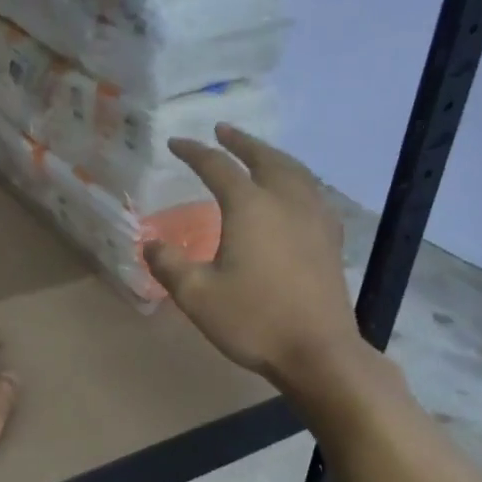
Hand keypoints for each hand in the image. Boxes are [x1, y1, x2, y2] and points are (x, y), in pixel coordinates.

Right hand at [144, 126, 365, 391]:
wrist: (317, 351)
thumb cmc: (254, 321)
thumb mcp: (197, 296)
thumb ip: (169, 265)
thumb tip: (150, 244)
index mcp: (250, 206)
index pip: (218, 167)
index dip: (194, 152)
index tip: (176, 144)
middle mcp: (286, 200)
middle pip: (264, 158)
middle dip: (241, 142)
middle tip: (223, 131)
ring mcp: (314, 218)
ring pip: (294, 171)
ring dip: (272, 156)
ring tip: (259, 154)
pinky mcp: (330, 239)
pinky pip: (312, 193)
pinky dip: (296, 180)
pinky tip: (294, 194)